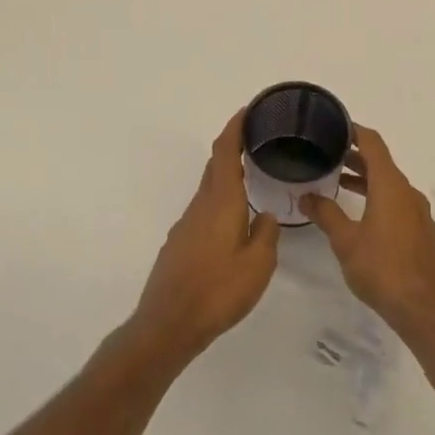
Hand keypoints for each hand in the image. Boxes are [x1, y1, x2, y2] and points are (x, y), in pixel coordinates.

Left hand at [131, 110, 279, 359]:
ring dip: (227, 176)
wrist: (169, 324)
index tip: (248, 111)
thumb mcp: (258, 264)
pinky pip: (203, 210)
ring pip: (209, 189)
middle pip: (215, 166)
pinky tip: (233, 220)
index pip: (225, 152)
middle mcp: (200, 206)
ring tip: (251, 178)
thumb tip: (264, 215)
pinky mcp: (179, 244)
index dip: (235, 127)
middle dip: (232, 147)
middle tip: (257, 141)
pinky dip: (220, 200)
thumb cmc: (218, 290)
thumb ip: (266, 234)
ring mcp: (186, 225)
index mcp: (221, 201)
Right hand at [302, 126, 434, 342]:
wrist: (423, 309)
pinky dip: (377, 196)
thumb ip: (326, 214)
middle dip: (355, 155)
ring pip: (389, 184)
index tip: (333, 124)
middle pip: (381, 162)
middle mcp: (407, 192)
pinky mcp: (421, 231)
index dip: (354, 130)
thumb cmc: (382, 269)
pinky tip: (361, 213)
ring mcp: (418, 212)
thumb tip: (306, 195)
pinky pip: (397, 201)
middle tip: (326, 153)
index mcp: (391, 186)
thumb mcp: (346, 241)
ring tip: (337, 181)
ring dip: (365, 178)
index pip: (373, 143)